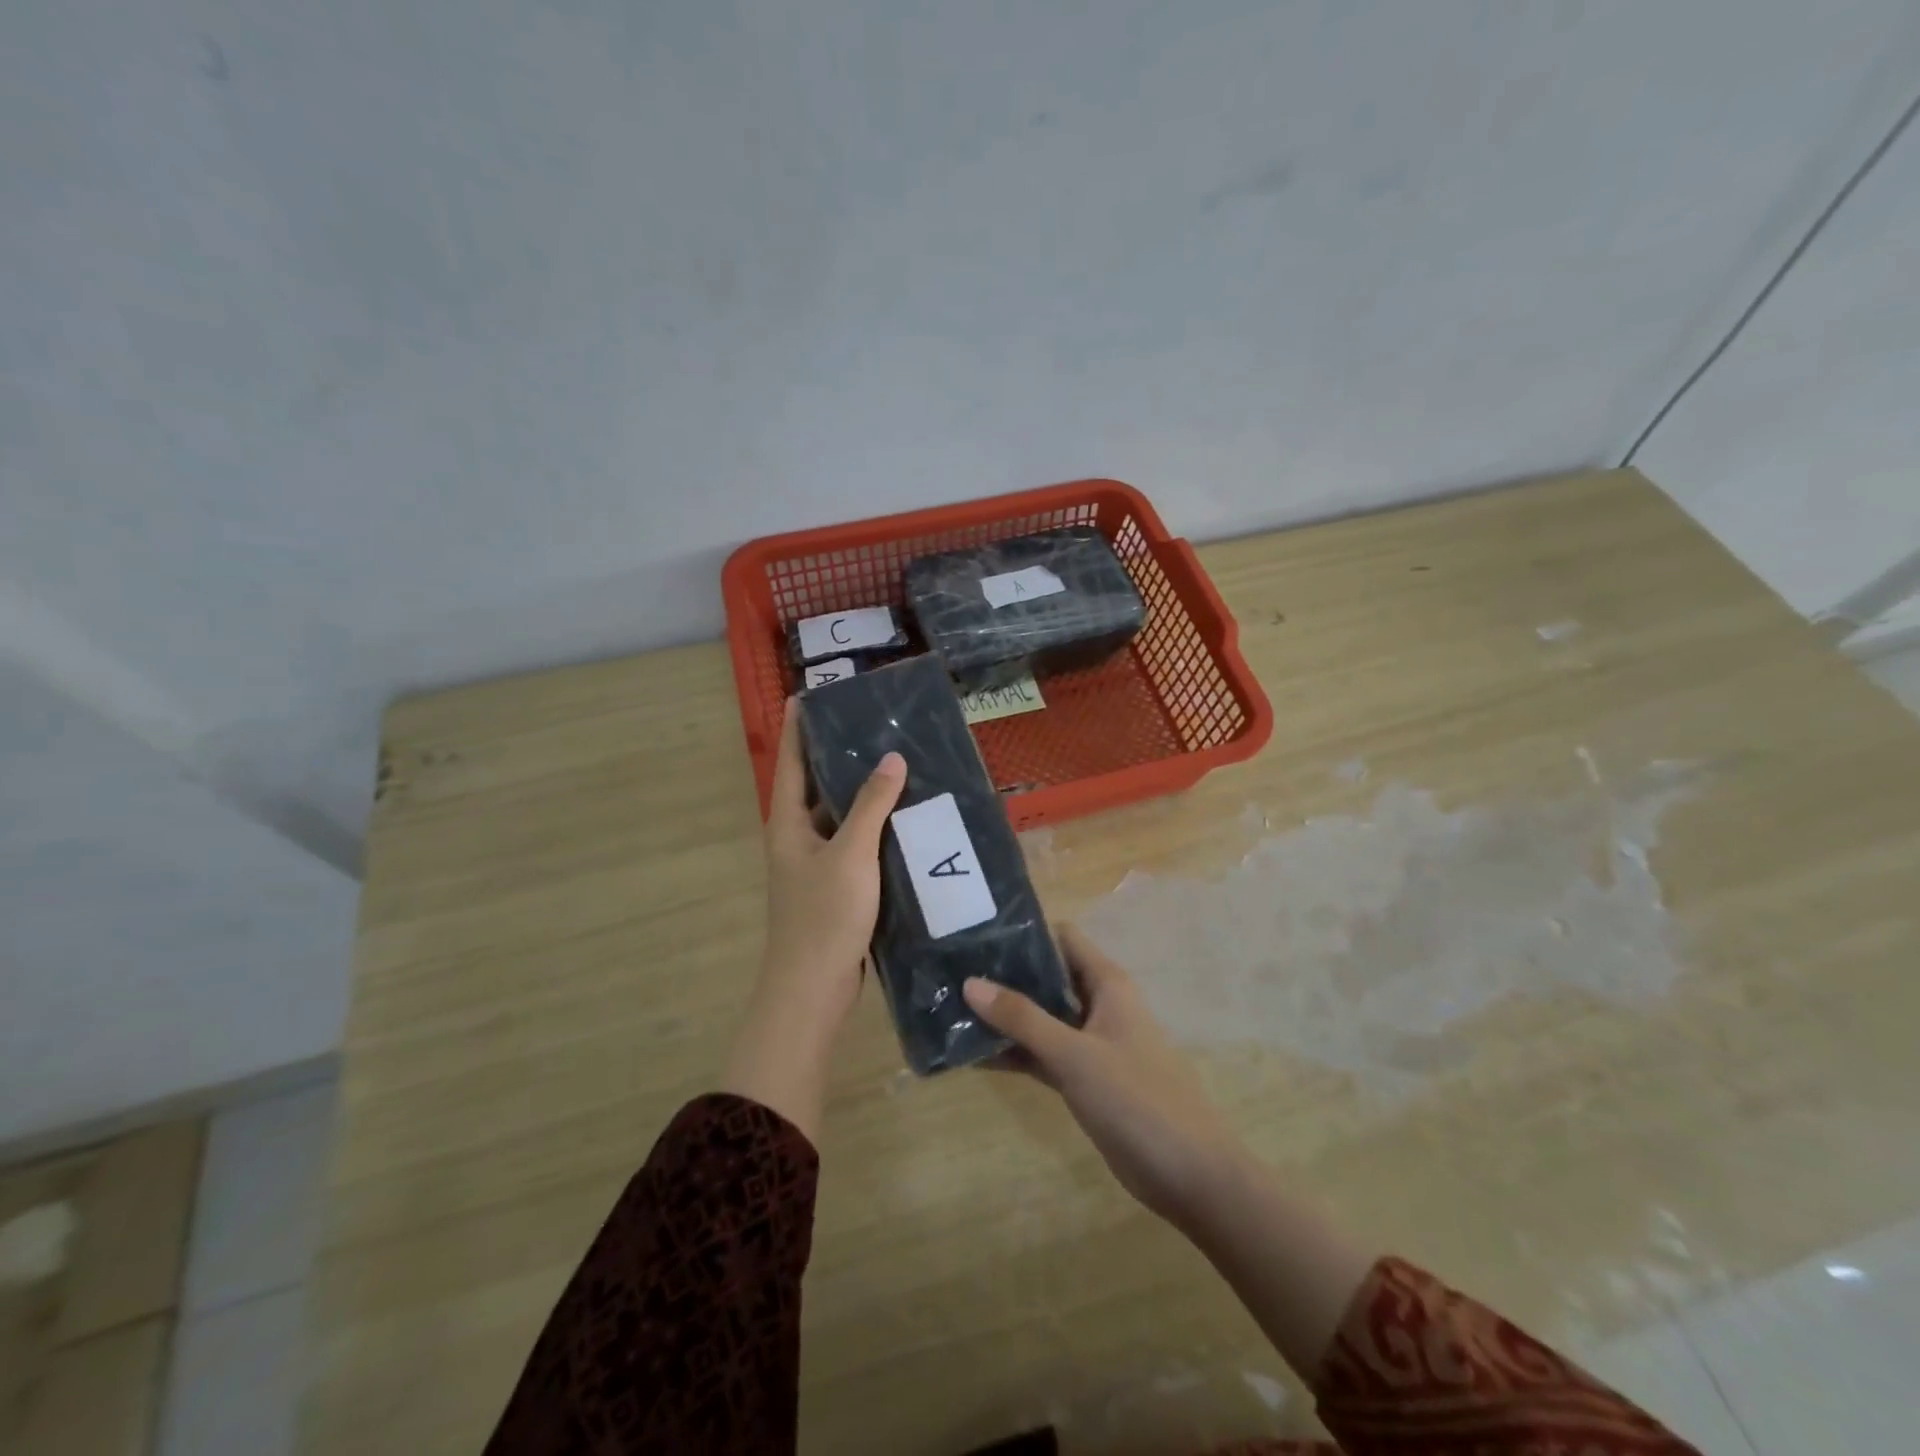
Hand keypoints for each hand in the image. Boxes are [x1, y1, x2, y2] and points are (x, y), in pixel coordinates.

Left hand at [722, 698, 905, 1139]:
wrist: (813, 989)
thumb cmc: (823, 916)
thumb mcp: (850, 854)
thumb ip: (870, 805)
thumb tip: (891, 757)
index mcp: (788, 823)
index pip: (791, 761)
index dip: (798, 726)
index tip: (810, 693)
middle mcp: (798, 837)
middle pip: (817, 784)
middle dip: (839, 753)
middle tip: (874, 722)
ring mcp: (817, 863)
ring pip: (841, 815)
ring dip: (863, 791)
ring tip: (898, 760)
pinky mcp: (838, 885)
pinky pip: (857, 843)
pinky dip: (876, 826)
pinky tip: (906, 816)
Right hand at [963, 926, 1247, 1228]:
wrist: (1190, 1174)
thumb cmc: (1137, 1098)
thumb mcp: (1074, 1054)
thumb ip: (1023, 1019)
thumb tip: (970, 982)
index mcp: (1107, 984)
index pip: (1062, 938)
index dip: (1023, 932)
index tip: (977, 933)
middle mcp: (1099, 1004)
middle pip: (1047, 976)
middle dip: (1005, 975)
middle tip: (952, 971)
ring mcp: (1092, 1043)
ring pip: (1042, 1017)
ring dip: (1005, 1016)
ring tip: (952, 1008)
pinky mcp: (1086, 1078)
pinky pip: (1043, 1054)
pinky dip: (1015, 1052)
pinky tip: (974, 1054)